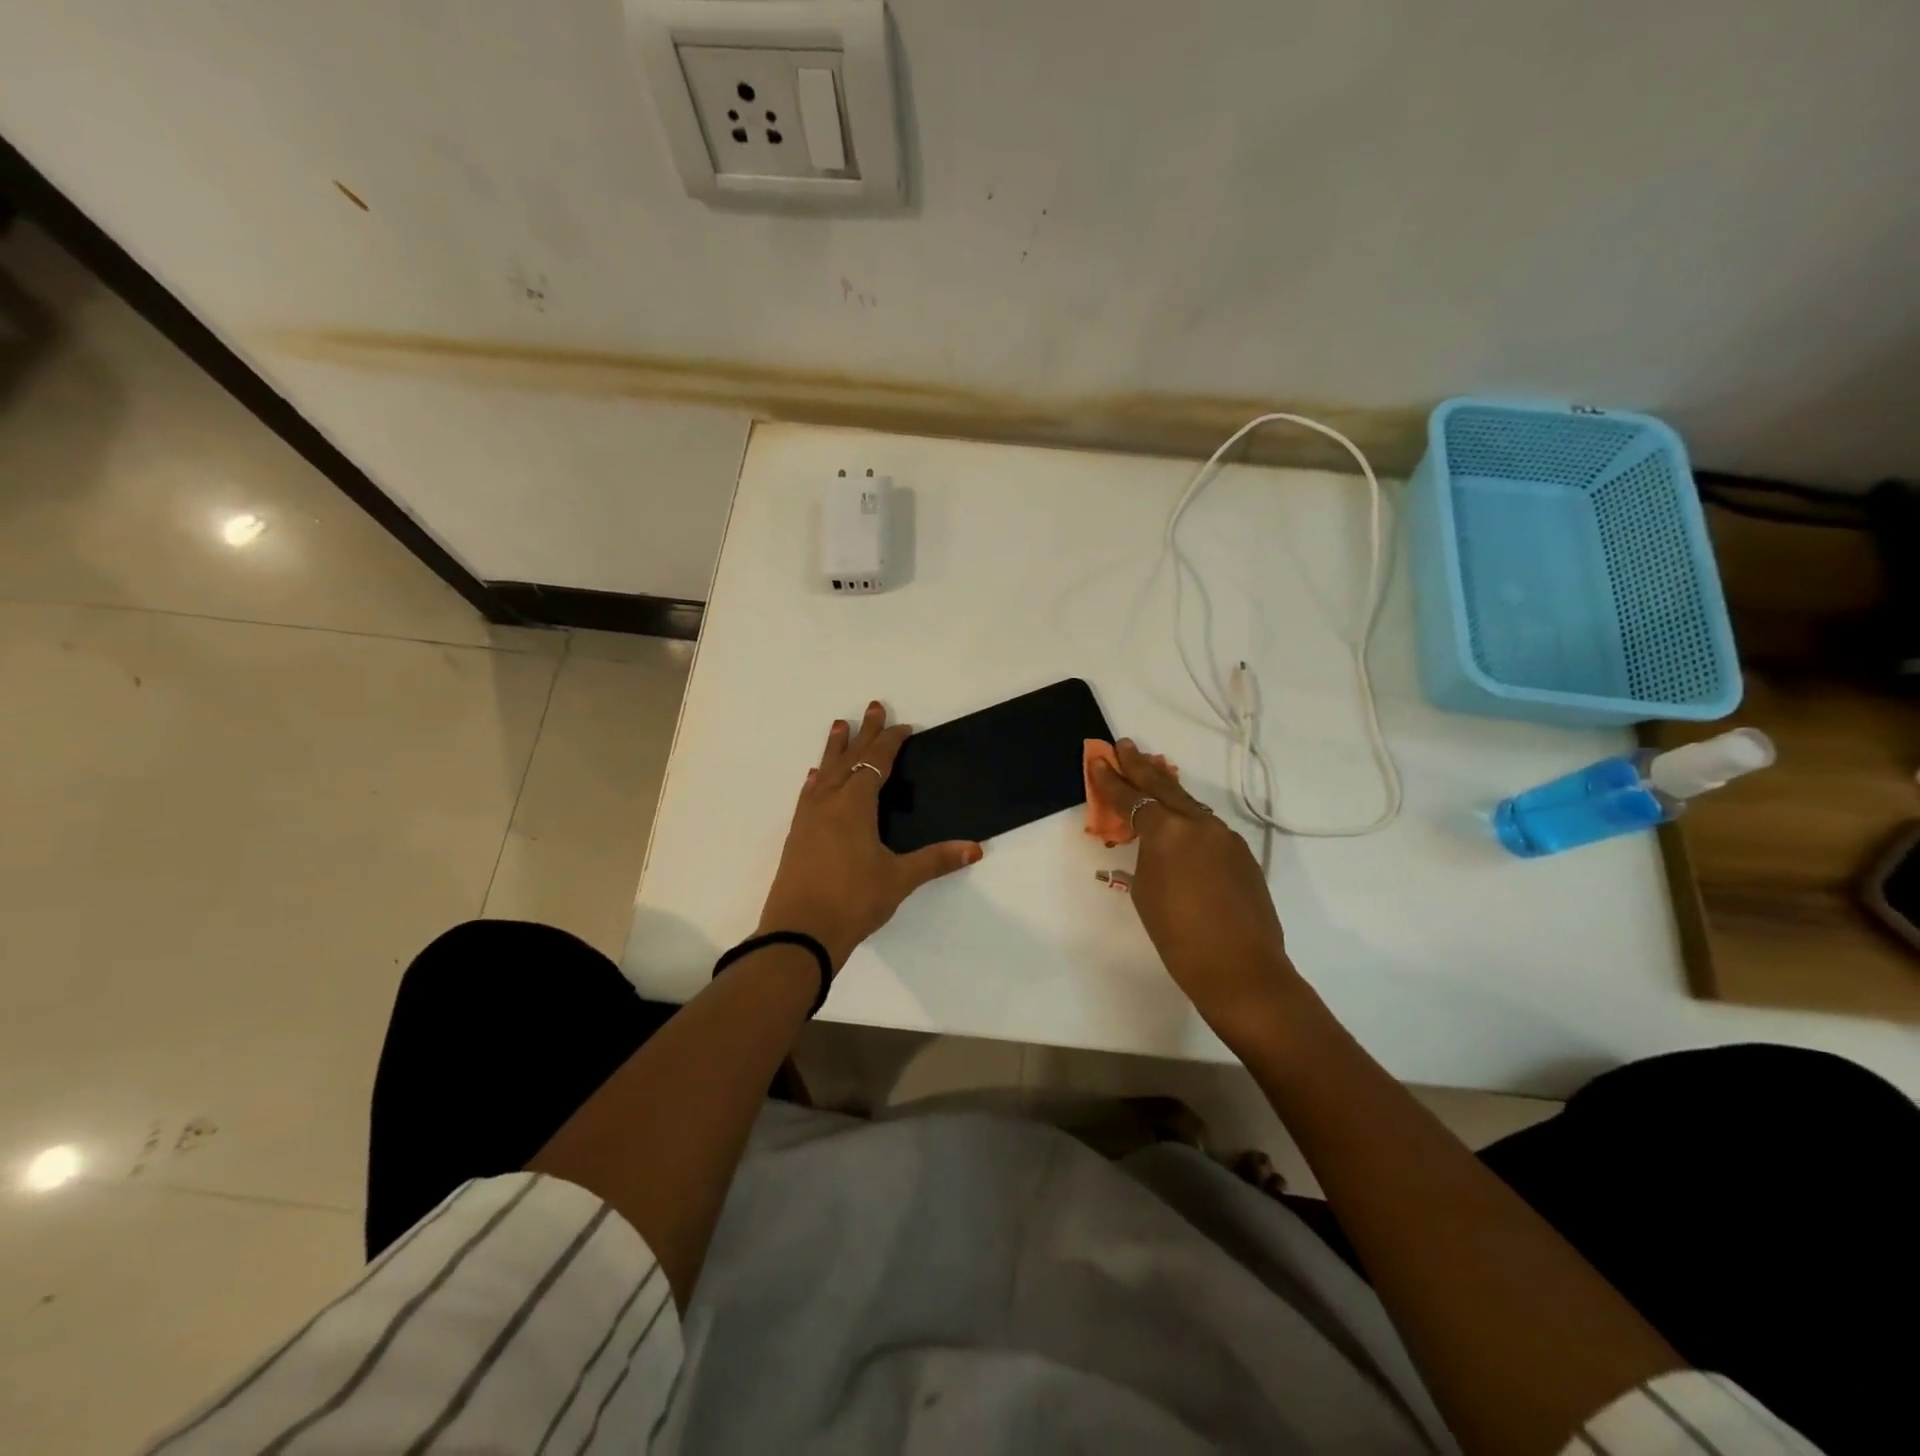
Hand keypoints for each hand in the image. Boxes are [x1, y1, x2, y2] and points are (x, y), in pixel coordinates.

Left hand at [756, 702, 982, 970]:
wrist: (799, 933)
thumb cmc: (853, 900)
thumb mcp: (899, 879)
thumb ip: (936, 860)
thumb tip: (976, 849)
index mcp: (855, 804)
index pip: (877, 762)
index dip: (891, 742)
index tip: (904, 727)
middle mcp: (830, 802)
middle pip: (850, 758)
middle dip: (865, 733)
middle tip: (873, 706)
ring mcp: (809, 817)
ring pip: (826, 772)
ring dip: (835, 748)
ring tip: (839, 725)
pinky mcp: (797, 835)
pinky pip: (810, 794)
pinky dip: (817, 779)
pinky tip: (815, 777)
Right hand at [1089, 740, 1303, 1043]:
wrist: (1240, 969)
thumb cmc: (1178, 936)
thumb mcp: (1145, 891)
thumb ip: (1146, 856)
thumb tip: (1154, 844)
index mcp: (1167, 831)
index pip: (1130, 798)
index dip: (1110, 781)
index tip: (1097, 759)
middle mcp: (1198, 824)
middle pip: (1163, 787)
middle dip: (1140, 766)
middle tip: (1125, 745)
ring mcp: (1225, 837)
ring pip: (1189, 805)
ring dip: (1167, 790)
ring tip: (1150, 775)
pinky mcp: (1242, 854)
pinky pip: (1207, 828)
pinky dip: (1189, 820)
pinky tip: (1181, 826)